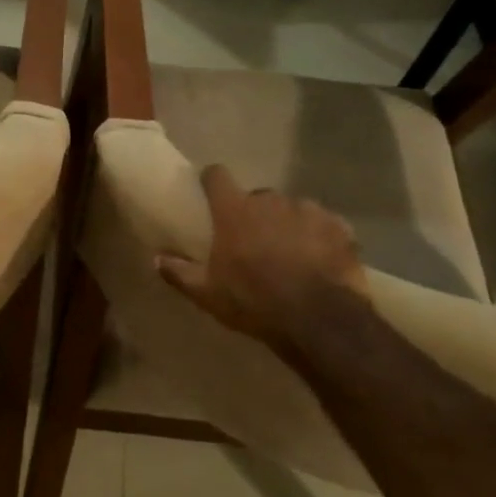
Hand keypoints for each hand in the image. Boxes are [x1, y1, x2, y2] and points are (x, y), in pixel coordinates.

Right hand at [155, 164, 369, 345]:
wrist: (319, 320)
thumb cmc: (254, 301)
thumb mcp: (208, 293)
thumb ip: (179, 272)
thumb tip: (156, 258)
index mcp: (235, 210)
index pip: (217, 176)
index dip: (212, 181)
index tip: (210, 191)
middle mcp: (270, 200)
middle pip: (258, 196)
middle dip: (255, 213)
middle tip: (255, 241)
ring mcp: (308, 210)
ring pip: (293, 209)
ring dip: (289, 224)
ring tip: (291, 253)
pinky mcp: (339, 227)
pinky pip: (325, 225)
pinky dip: (320, 237)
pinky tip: (320, 261)